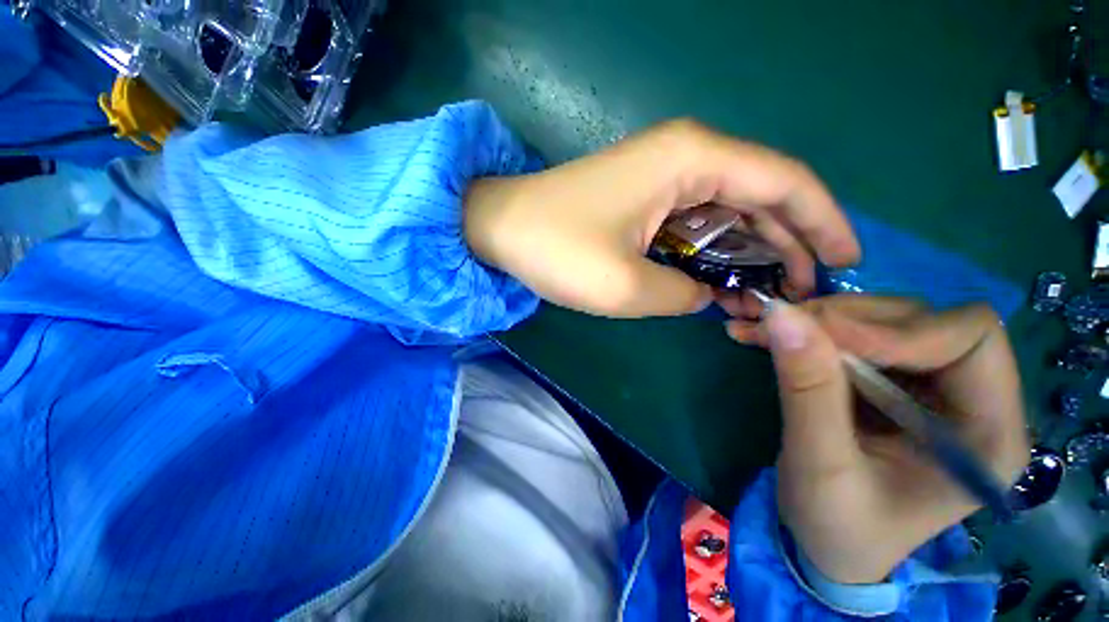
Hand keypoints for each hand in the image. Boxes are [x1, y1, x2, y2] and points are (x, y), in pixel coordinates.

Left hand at [464, 119, 860, 317]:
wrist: (500, 229)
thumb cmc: (557, 250)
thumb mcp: (626, 286)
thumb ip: (681, 294)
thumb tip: (703, 295)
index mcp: (692, 160)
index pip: (784, 183)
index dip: (824, 222)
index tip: (847, 262)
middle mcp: (685, 157)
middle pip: (759, 199)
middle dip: (786, 247)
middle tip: (802, 296)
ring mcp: (661, 178)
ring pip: (725, 215)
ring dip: (747, 256)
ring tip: (762, 301)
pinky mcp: (642, 200)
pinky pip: (692, 225)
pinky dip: (710, 255)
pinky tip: (716, 286)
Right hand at [722, 294, 1028, 583]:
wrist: (828, 546)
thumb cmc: (836, 527)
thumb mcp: (820, 466)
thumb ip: (808, 388)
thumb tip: (781, 315)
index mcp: (988, 435)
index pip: (969, 338)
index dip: (896, 328)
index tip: (820, 333)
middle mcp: (974, 401)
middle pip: (922, 321)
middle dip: (845, 319)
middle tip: (777, 326)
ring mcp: (933, 389)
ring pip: (883, 321)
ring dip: (818, 321)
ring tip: (761, 331)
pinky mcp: (894, 383)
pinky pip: (855, 336)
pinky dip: (807, 330)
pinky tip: (763, 336)